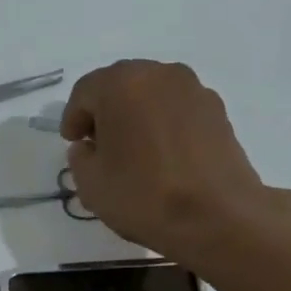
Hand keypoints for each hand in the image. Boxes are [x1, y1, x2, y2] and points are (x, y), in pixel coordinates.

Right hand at [61, 60, 290, 266]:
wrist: (217, 216)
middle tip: (99, 144)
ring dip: (137, 116)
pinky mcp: (218, 112)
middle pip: (122, 85)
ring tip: (133, 152)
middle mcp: (160, 74)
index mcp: (122, 84)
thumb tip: (89, 147)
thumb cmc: (143, 196)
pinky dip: (164, 125)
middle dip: (106, 111)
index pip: (85, 91)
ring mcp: (194, 90)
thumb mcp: (91, 184)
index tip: (73, 143)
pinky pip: (178, 111)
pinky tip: (162, 157)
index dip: (73, 117)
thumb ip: (80, 158)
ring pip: (153, 96)